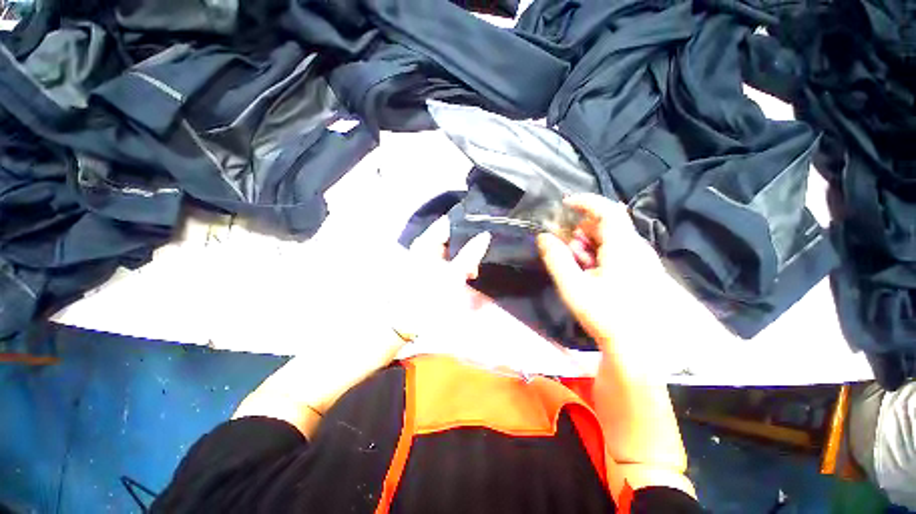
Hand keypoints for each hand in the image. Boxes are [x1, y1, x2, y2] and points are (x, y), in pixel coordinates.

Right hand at [536, 194, 662, 354]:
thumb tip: (543, 237)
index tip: (565, 204)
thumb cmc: (607, 315)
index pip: (608, 210)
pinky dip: (598, 255)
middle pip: (606, 225)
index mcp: (623, 247)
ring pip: (610, 239)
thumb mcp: (574, 287)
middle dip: (581, 232)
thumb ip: (557, 260)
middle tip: (567, 250)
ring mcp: (641, 259)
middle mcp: (636, 248)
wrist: (642, 346)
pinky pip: (616, 252)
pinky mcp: (640, 270)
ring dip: (588, 245)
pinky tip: (591, 274)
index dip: (586, 202)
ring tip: (578, 267)